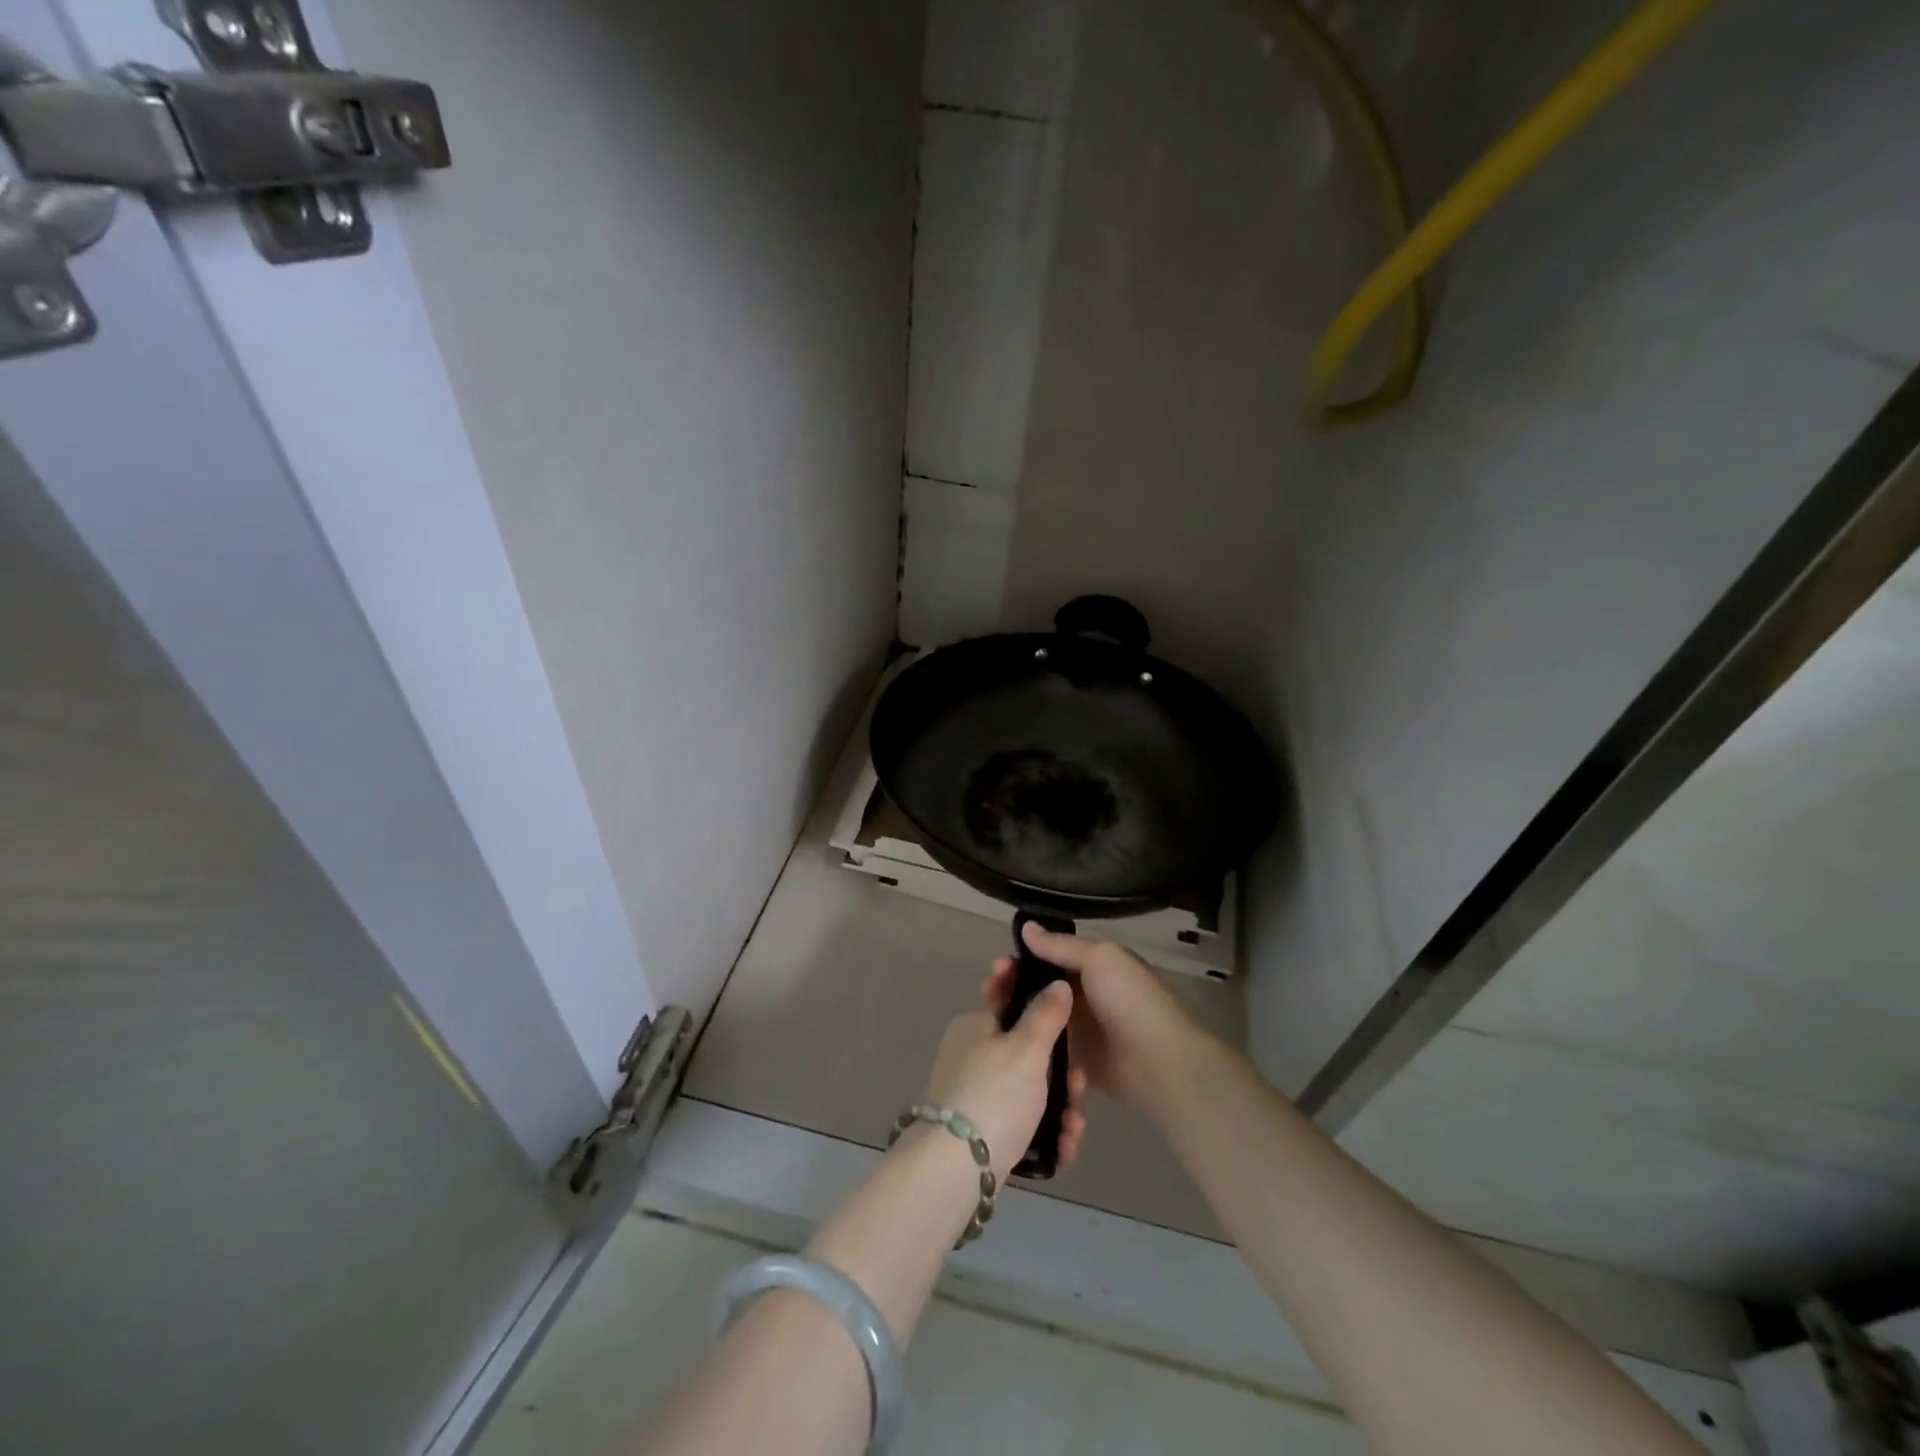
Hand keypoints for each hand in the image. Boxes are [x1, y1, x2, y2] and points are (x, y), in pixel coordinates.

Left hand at [923, 982, 1086, 1183]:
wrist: (955, 1168)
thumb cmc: (994, 1094)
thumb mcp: (1027, 1048)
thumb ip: (1046, 1014)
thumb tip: (1057, 984)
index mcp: (974, 1025)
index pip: (1009, 999)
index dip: (1039, 1003)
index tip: (1067, 1018)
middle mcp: (971, 1054)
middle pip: (1026, 1050)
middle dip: (1060, 1069)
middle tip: (1080, 1084)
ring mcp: (975, 1093)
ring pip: (1028, 1089)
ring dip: (1059, 1104)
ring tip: (1074, 1125)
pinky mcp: (982, 1130)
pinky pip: (1022, 1121)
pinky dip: (1045, 1131)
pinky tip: (1064, 1146)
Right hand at [1007, 923, 1215, 1115]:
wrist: (1160, 1062)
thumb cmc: (1130, 1000)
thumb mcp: (1099, 958)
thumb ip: (1060, 945)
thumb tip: (1025, 926)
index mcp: (1090, 967)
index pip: (1045, 958)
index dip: (1019, 960)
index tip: (997, 967)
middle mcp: (1081, 997)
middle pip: (1036, 989)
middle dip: (1009, 989)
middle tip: (987, 994)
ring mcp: (1078, 1032)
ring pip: (1036, 1020)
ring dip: (1013, 1019)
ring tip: (989, 1023)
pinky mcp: (1075, 1064)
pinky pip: (1046, 1052)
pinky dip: (1029, 1048)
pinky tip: (1006, 1050)